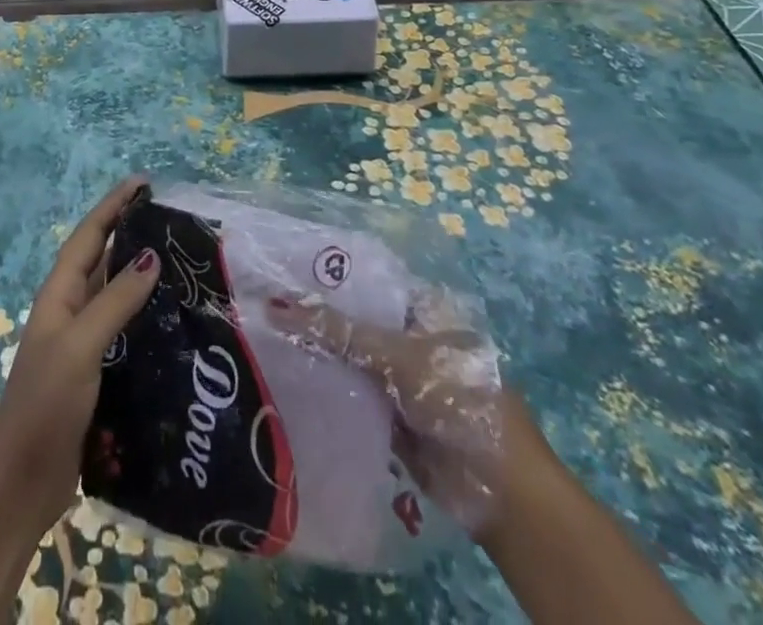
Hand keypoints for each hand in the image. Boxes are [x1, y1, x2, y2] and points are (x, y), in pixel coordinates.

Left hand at [0, 176, 161, 536]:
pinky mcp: (97, 373)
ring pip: (116, 294)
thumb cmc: (45, 405)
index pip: (89, 236)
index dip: (113, 206)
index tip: (142, 182)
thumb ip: (114, 301)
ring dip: (142, 275)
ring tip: (181, 262)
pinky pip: (125, 330)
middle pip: (103, 259)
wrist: (22, 484)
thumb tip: (151, 255)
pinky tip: (174, 321)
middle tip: (172, 219)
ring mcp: (83, 343)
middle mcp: (70, 310)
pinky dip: (146, 317)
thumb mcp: (79, 346)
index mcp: (59, 295)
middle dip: (131, 233)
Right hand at [267, 291, 505, 533]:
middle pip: (354, 320)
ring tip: (262, 333)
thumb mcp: (397, 355)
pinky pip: (349, 395)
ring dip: (316, 353)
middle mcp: (408, 338)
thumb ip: (338, 331)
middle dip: (315, 316)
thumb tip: (275, 306)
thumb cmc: (458, 400)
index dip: (327, 277)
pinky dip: (324, 389)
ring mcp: (398, 379)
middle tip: (263, 300)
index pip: (365, 283)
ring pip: (348, 358)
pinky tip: (284, 376)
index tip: (281, 269)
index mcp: (421, 309)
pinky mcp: (388, 417)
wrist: (500, 493)